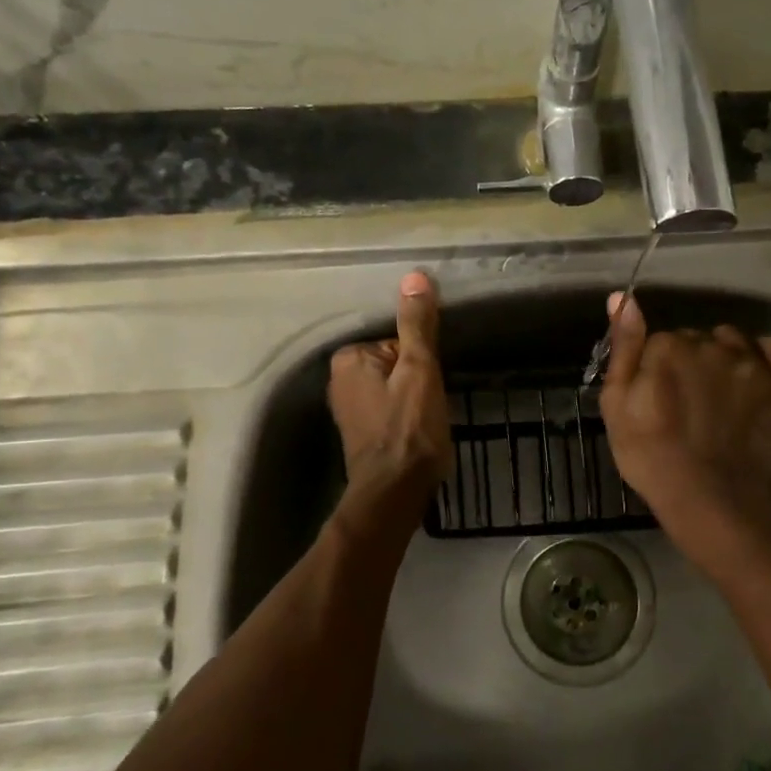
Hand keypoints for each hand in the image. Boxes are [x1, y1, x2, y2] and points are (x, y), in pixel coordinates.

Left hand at [328, 271, 450, 496]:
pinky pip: (390, 407)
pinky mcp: (361, 432)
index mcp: (348, 358)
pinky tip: (417, 433)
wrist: (396, 493)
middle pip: (396, 362)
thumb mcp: (419, 370)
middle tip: (430, 404)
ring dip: (414, 398)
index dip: (422, 361)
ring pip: (395, 386)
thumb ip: (417, 324)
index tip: (430, 385)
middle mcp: (339, 380)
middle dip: (418, 379)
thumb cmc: (409, 429)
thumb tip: (415, 277)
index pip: (398, 341)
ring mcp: (349, 408)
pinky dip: (406, 415)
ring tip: (427, 419)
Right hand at [598, 292, 770, 528]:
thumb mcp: (616, 405)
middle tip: (684, 404)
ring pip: (729, 339)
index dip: (654, 370)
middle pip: (694, 339)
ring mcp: (747, 359)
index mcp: (666, 345)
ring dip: (722, 356)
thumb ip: (623, 347)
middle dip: (687, 362)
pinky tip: (751, 377)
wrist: (710, 497)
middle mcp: (708, 341)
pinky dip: (763, 356)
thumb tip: (623, 296)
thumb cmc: (650, 455)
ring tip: (717, 395)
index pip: (658, 341)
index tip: (655, 400)